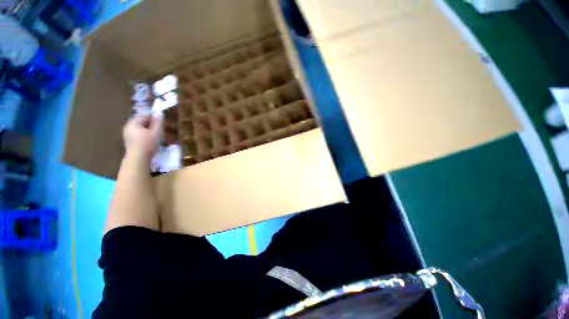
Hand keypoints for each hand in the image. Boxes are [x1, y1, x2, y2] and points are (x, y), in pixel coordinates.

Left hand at [123, 113, 162, 159]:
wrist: (138, 159)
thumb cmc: (148, 143)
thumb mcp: (156, 132)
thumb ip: (158, 122)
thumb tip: (159, 113)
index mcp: (133, 123)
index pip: (144, 115)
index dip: (153, 116)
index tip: (162, 121)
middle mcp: (128, 127)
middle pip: (141, 122)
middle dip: (151, 124)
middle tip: (160, 128)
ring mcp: (128, 135)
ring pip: (140, 129)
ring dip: (149, 130)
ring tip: (157, 135)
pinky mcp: (130, 142)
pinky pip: (139, 135)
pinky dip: (145, 135)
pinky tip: (151, 141)